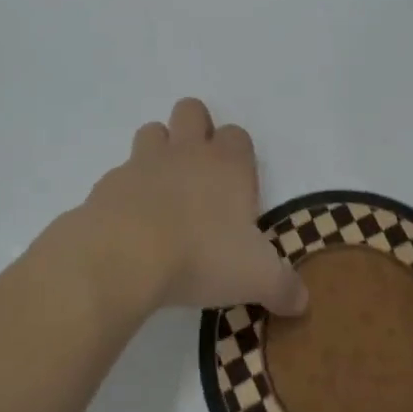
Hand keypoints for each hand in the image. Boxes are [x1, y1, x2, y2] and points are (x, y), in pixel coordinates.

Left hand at [77, 98, 307, 317]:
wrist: (125, 255)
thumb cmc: (201, 256)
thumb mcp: (256, 277)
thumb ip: (283, 286)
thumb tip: (302, 301)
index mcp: (227, 165)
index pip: (237, 135)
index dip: (238, 155)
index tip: (237, 189)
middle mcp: (186, 152)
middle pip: (192, 111)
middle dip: (195, 129)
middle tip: (199, 175)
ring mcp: (144, 162)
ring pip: (153, 131)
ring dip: (159, 151)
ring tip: (163, 190)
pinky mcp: (110, 182)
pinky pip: (121, 173)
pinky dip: (127, 190)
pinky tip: (131, 222)